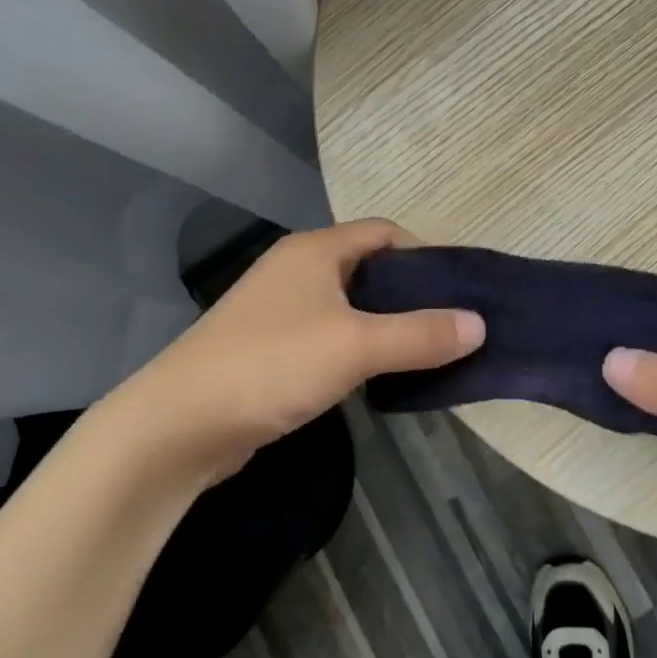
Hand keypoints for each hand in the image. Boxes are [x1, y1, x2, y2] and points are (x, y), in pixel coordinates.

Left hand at [104, 219, 483, 484]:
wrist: (177, 426)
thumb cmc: (271, 365)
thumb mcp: (356, 346)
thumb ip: (420, 334)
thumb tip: (479, 324)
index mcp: (315, 250)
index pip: (385, 232)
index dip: (425, 253)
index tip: (458, 289)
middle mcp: (297, 269)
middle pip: (369, 267)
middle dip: (411, 292)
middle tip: (451, 323)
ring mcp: (279, 309)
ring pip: (350, 305)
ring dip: (386, 323)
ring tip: (426, 350)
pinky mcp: (270, 348)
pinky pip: (330, 335)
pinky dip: (359, 347)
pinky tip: (379, 375)